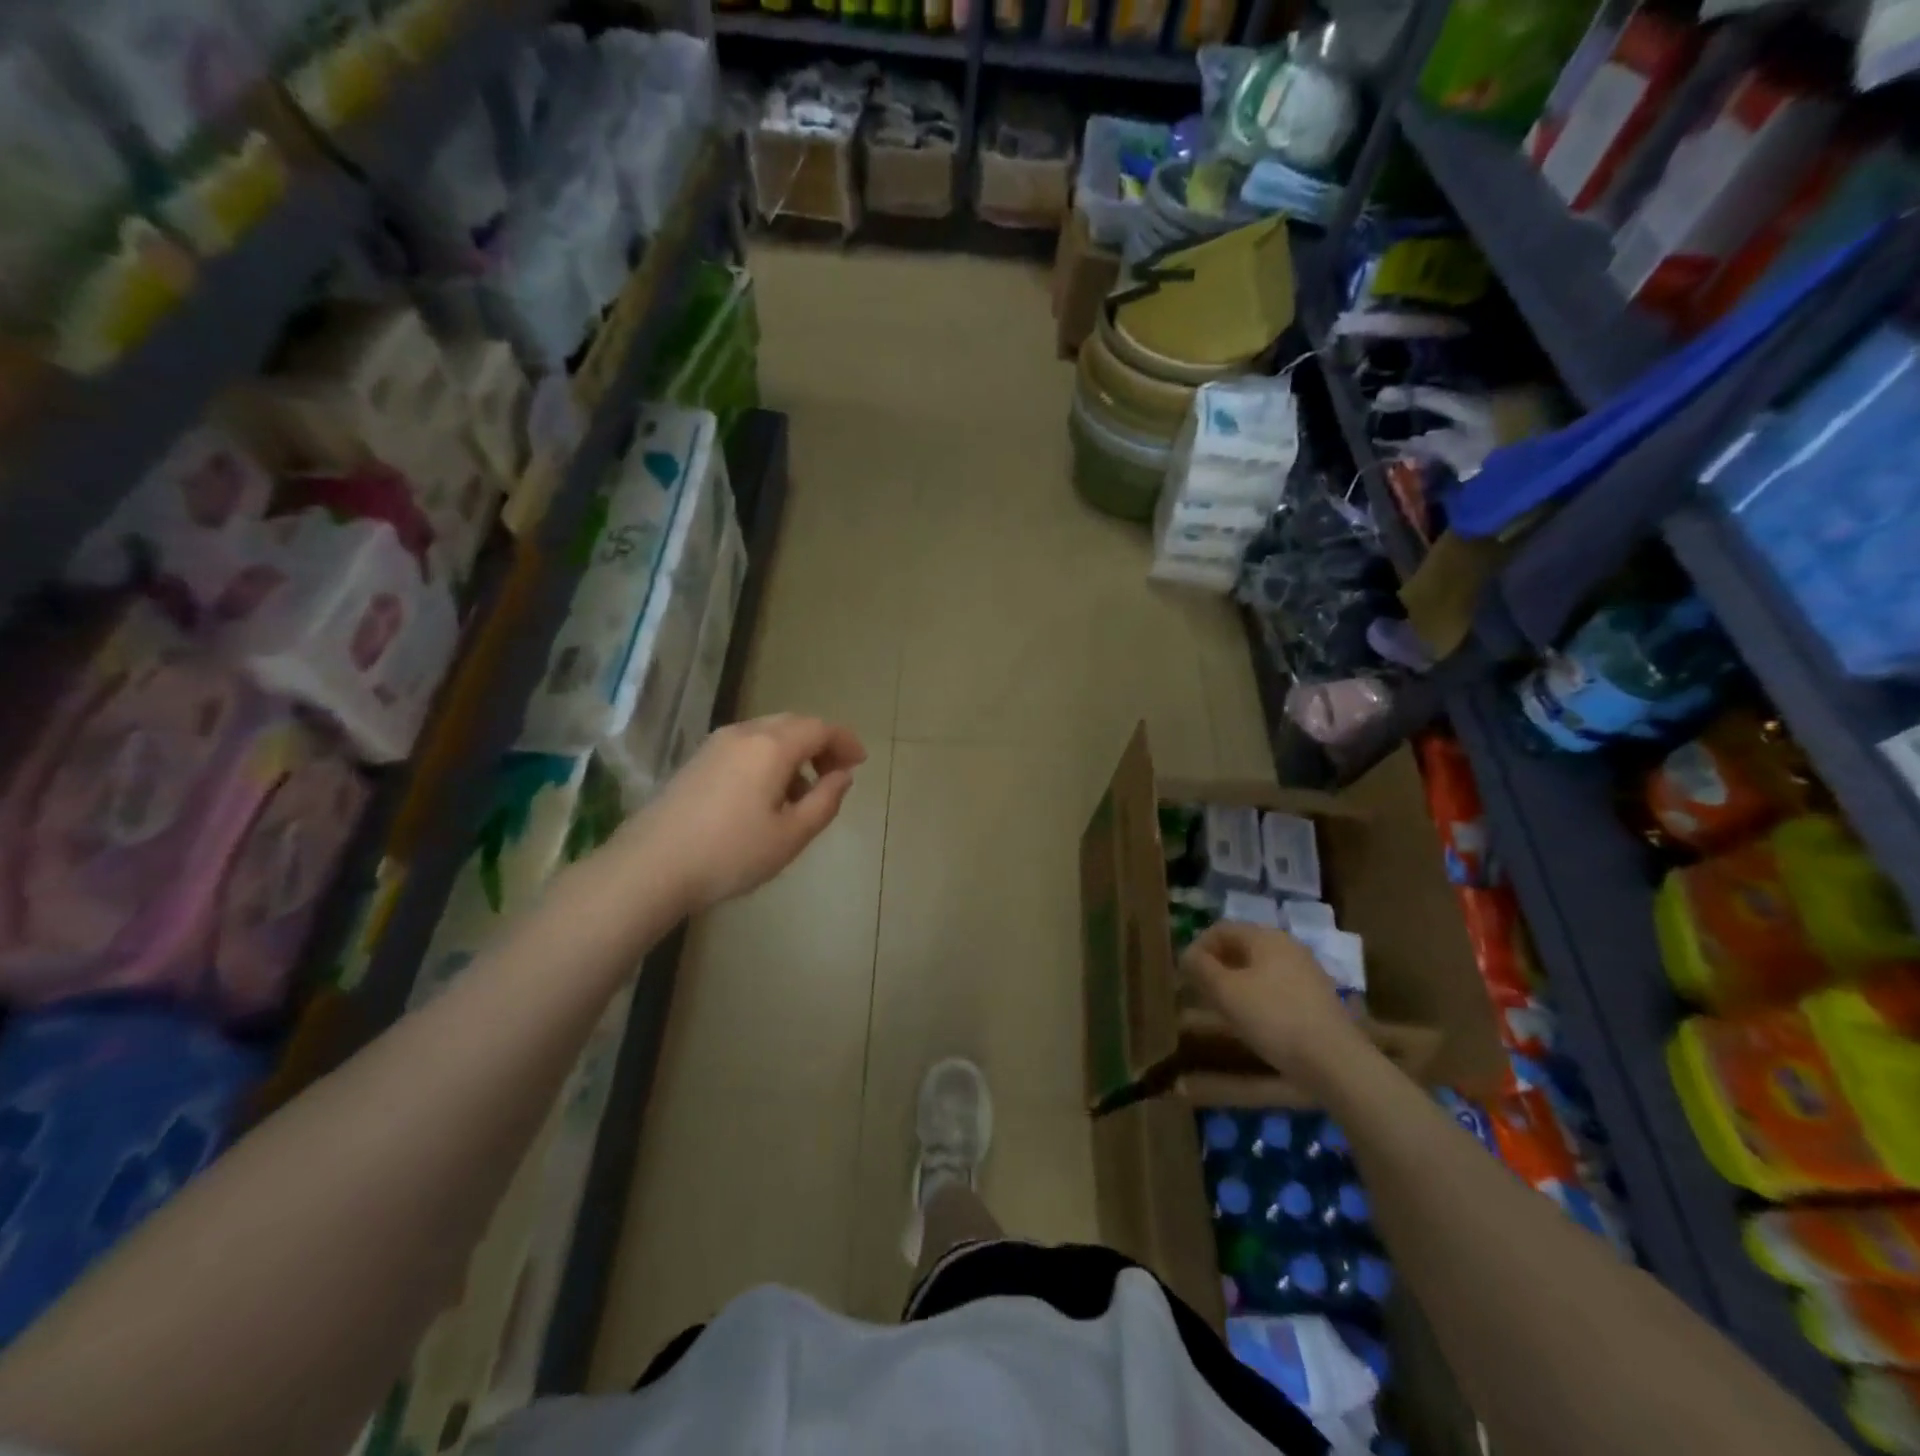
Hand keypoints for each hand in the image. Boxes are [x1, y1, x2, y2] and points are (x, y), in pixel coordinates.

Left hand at [623, 714, 866, 912]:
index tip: (860, 763)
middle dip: (821, 744)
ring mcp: (716, 744)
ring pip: (768, 733)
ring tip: (802, 793)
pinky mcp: (697, 760)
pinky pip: (746, 746)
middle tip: (836, 774)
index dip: (845, 741)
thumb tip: (842, 776)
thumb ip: (825, 801)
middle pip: (794, 724)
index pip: (820, 728)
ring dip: (794, 752)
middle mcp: (744, 733)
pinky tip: (766, 796)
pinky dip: (769, 758)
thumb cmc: (730, 853)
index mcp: (771, 746)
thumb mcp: (791, 835)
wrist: (651, 866)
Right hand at [1181, 922, 1364, 1081]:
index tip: (1186, 974)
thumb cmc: (1273, 1018)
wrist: (1335, 1061)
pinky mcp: (1317, 997)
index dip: (1198, 947)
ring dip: (1236, 981)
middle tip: (1202, 991)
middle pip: (1242, 946)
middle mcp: (1288, 946)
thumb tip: (1188, 955)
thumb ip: (1201, 968)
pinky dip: (1258, 995)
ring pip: (1260, 967)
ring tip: (1224, 1008)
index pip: (1221, 929)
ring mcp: (1307, 971)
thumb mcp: (1226, 992)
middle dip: (1218, 965)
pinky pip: (1277, 985)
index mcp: (1266, 937)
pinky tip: (1255, 1021)